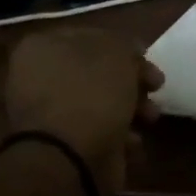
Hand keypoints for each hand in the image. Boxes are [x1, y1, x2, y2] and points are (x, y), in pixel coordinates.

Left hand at [5, 30, 162, 195]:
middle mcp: (39, 77)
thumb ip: (124, 45)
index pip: (90, 36)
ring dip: (131, 108)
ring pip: (101, 102)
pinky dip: (119, 135)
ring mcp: (49, 114)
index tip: (148, 58)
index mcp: (42, 47)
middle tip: (156, 87)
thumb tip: (128, 52)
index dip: (123, 46)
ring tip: (150, 118)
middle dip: (132, 80)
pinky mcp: (64, 145)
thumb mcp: (116, 54)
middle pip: (97, 71)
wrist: (68, 159)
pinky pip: (98, 131)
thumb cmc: (91, 95)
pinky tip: (132, 142)